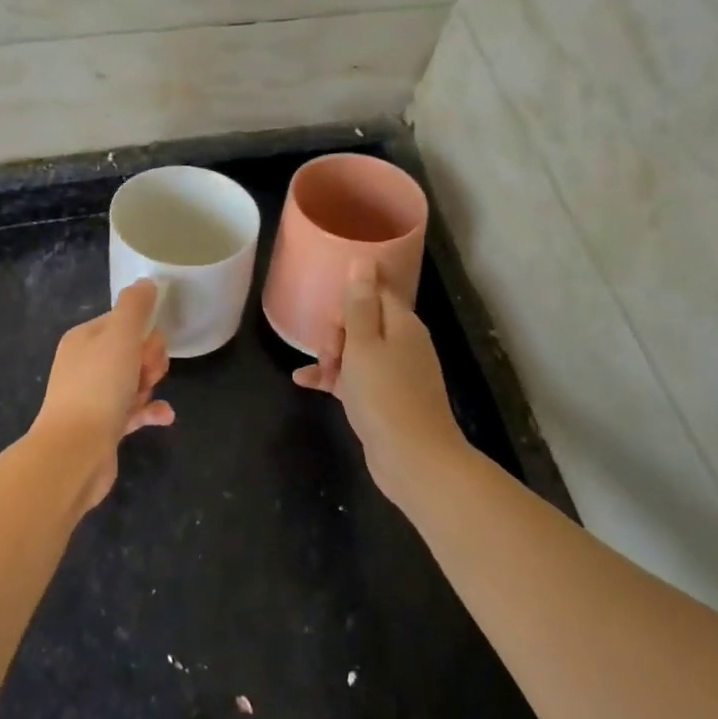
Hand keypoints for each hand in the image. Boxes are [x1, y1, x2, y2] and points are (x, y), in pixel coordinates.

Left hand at [33, 278, 173, 509]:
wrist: (74, 452)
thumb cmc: (98, 387)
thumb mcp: (120, 336)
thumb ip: (135, 306)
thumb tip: (146, 283)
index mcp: (84, 339)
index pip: (122, 322)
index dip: (143, 332)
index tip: (148, 347)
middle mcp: (85, 365)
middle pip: (131, 351)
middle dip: (149, 360)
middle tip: (147, 374)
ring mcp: (93, 397)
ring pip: (134, 381)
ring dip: (149, 386)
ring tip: (148, 397)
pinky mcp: (103, 427)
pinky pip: (134, 411)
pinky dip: (150, 411)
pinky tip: (165, 416)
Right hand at [292, 264, 467, 502]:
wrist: (413, 459)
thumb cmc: (384, 395)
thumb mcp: (364, 345)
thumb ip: (359, 304)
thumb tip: (364, 259)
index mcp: (401, 324)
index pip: (375, 291)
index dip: (349, 298)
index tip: (331, 315)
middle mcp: (402, 343)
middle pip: (362, 320)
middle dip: (337, 332)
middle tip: (329, 354)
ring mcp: (394, 372)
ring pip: (355, 350)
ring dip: (332, 356)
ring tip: (317, 372)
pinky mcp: (384, 397)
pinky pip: (354, 377)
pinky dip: (333, 378)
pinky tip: (305, 382)